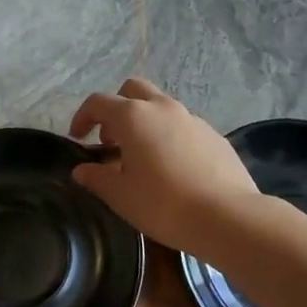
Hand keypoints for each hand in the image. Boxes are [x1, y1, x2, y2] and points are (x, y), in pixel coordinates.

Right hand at [68, 79, 258, 251]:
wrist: (228, 216)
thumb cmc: (164, 204)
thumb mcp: (121, 196)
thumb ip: (97, 178)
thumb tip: (82, 170)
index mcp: (133, 117)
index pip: (98, 102)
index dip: (83, 117)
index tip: (78, 138)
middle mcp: (163, 108)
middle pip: (133, 90)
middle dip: (117, 107)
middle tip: (111, 140)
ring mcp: (192, 119)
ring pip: (161, 106)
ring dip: (145, 122)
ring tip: (141, 157)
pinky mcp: (214, 135)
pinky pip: (183, 126)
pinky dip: (169, 136)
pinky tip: (172, 168)